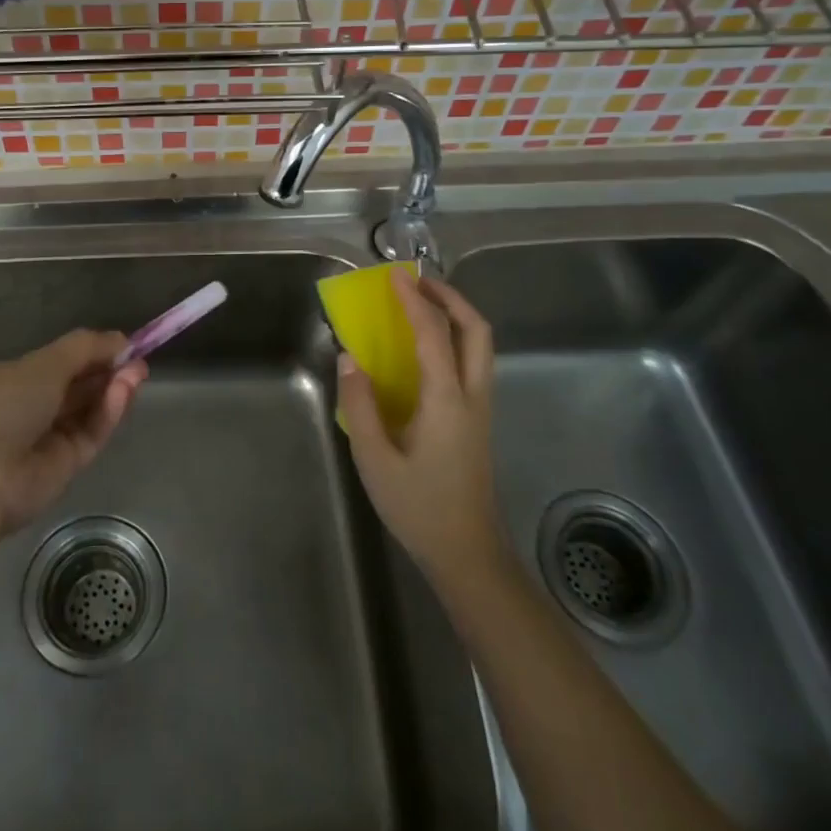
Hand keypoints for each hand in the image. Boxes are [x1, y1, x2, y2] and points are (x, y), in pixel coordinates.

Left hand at [0, 330, 147, 532]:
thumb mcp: (40, 364)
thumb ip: (84, 349)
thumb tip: (119, 339)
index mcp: (13, 379)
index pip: (61, 363)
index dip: (92, 352)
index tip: (123, 344)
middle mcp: (30, 408)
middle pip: (79, 386)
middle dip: (108, 370)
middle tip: (138, 359)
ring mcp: (48, 439)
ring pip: (89, 410)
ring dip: (113, 389)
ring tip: (137, 372)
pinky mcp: (66, 467)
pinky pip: (91, 434)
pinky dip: (108, 413)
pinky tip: (124, 392)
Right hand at [338, 271, 505, 593]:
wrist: (467, 553)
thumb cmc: (419, 507)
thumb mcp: (375, 459)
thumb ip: (361, 404)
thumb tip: (349, 357)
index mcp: (447, 400)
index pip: (434, 334)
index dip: (414, 300)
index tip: (395, 276)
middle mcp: (472, 396)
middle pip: (477, 330)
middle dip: (450, 298)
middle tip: (418, 282)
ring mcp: (481, 408)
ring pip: (480, 345)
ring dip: (456, 315)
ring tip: (422, 304)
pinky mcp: (478, 420)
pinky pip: (473, 362)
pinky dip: (455, 338)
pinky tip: (426, 348)